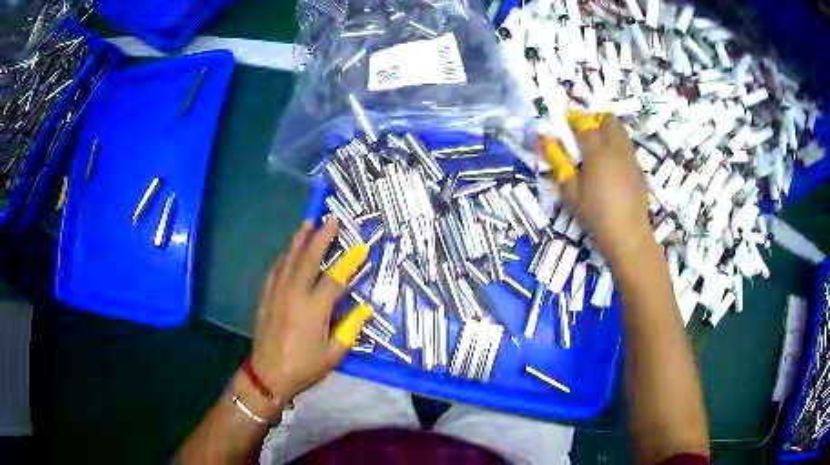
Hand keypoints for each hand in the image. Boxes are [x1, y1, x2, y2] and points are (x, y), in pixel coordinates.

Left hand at [249, 219, 367, 404]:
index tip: (360, 248)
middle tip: (330, 219)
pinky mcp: (266, 297)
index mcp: (314, 309)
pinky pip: (275, 270)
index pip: (335, 279)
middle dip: (321, 237)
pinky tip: (288, 250)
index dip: (350, 263)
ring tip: (308, 223)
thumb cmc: (304, 367)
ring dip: (300, 240)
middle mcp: (295, 294)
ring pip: (289, 259)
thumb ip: (350, 328)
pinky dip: (284, 257)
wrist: (268, 374)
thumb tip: (366, 308)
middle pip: (309, 259)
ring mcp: (277, 293)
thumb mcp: (334, 354)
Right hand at [561, 116, 654, 264]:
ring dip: (608, 130)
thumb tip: (545, 140)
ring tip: (598, 146)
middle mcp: (616, 148)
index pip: (585, 123)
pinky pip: (628, 146)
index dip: (575, 119)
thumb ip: (559, 163)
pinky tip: (612, 164)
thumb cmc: (595, 215)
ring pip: (621, 131)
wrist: (628, 235)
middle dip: (595, 119)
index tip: (567, 122)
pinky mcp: (639, 169)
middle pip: (608, 120)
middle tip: (584, 132)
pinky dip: (618, 145)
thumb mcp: (571, 193)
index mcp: (597, 152)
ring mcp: (630, 158)